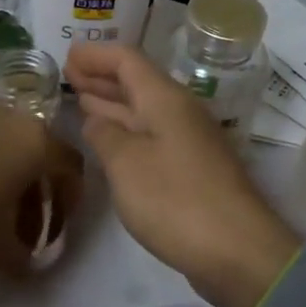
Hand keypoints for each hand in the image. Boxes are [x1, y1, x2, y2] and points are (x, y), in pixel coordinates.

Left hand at [0, 101, 82, 277]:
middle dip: (37, 195)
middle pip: (36, 155)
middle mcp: (6, 116)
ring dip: (6, 182)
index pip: (72, 167)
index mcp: (32, 141)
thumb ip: (24, 257)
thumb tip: (29, 260)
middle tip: (24, 232)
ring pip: (3, 147)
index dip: (71, 202)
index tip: (58, 232)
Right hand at [67, 43, 298, 306]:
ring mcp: (189, 142)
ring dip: (113, 104)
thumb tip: (96, 119)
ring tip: (81, 100)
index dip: (96, 55)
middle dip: (102, 77)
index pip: (128, 60)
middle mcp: (180, 113)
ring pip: (144, 111)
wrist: (237, 251)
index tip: (67, 55)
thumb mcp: (126, 164)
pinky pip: (152, 136)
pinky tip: (109, 142)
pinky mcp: (192, 171)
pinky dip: (127, 132)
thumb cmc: (175, 200)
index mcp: (166, 100)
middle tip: (68, 75)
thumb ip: (105, 135)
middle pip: (138, 82)